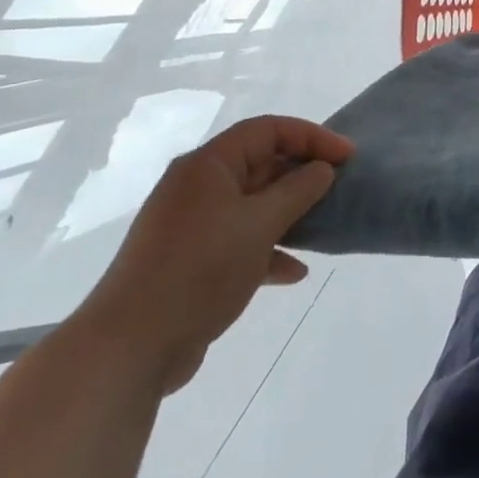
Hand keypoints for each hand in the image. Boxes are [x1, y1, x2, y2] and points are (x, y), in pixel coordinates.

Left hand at [70, 115, 350, 393]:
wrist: (130, 347)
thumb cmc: (200, 270)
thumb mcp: (260, 225)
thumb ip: (298, 191)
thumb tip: (322, 170)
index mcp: (209, 165)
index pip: (268, 129)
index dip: (312, 137)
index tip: (348, 157)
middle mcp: (198, 187)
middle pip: (260, 163)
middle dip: (302, 175)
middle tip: (340, 188)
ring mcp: (192, 225)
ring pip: (252, 204)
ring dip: (289, 213)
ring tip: (322, 226)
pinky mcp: (190, 261)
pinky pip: (239, 240)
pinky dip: (268, 249)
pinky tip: (294, 272)